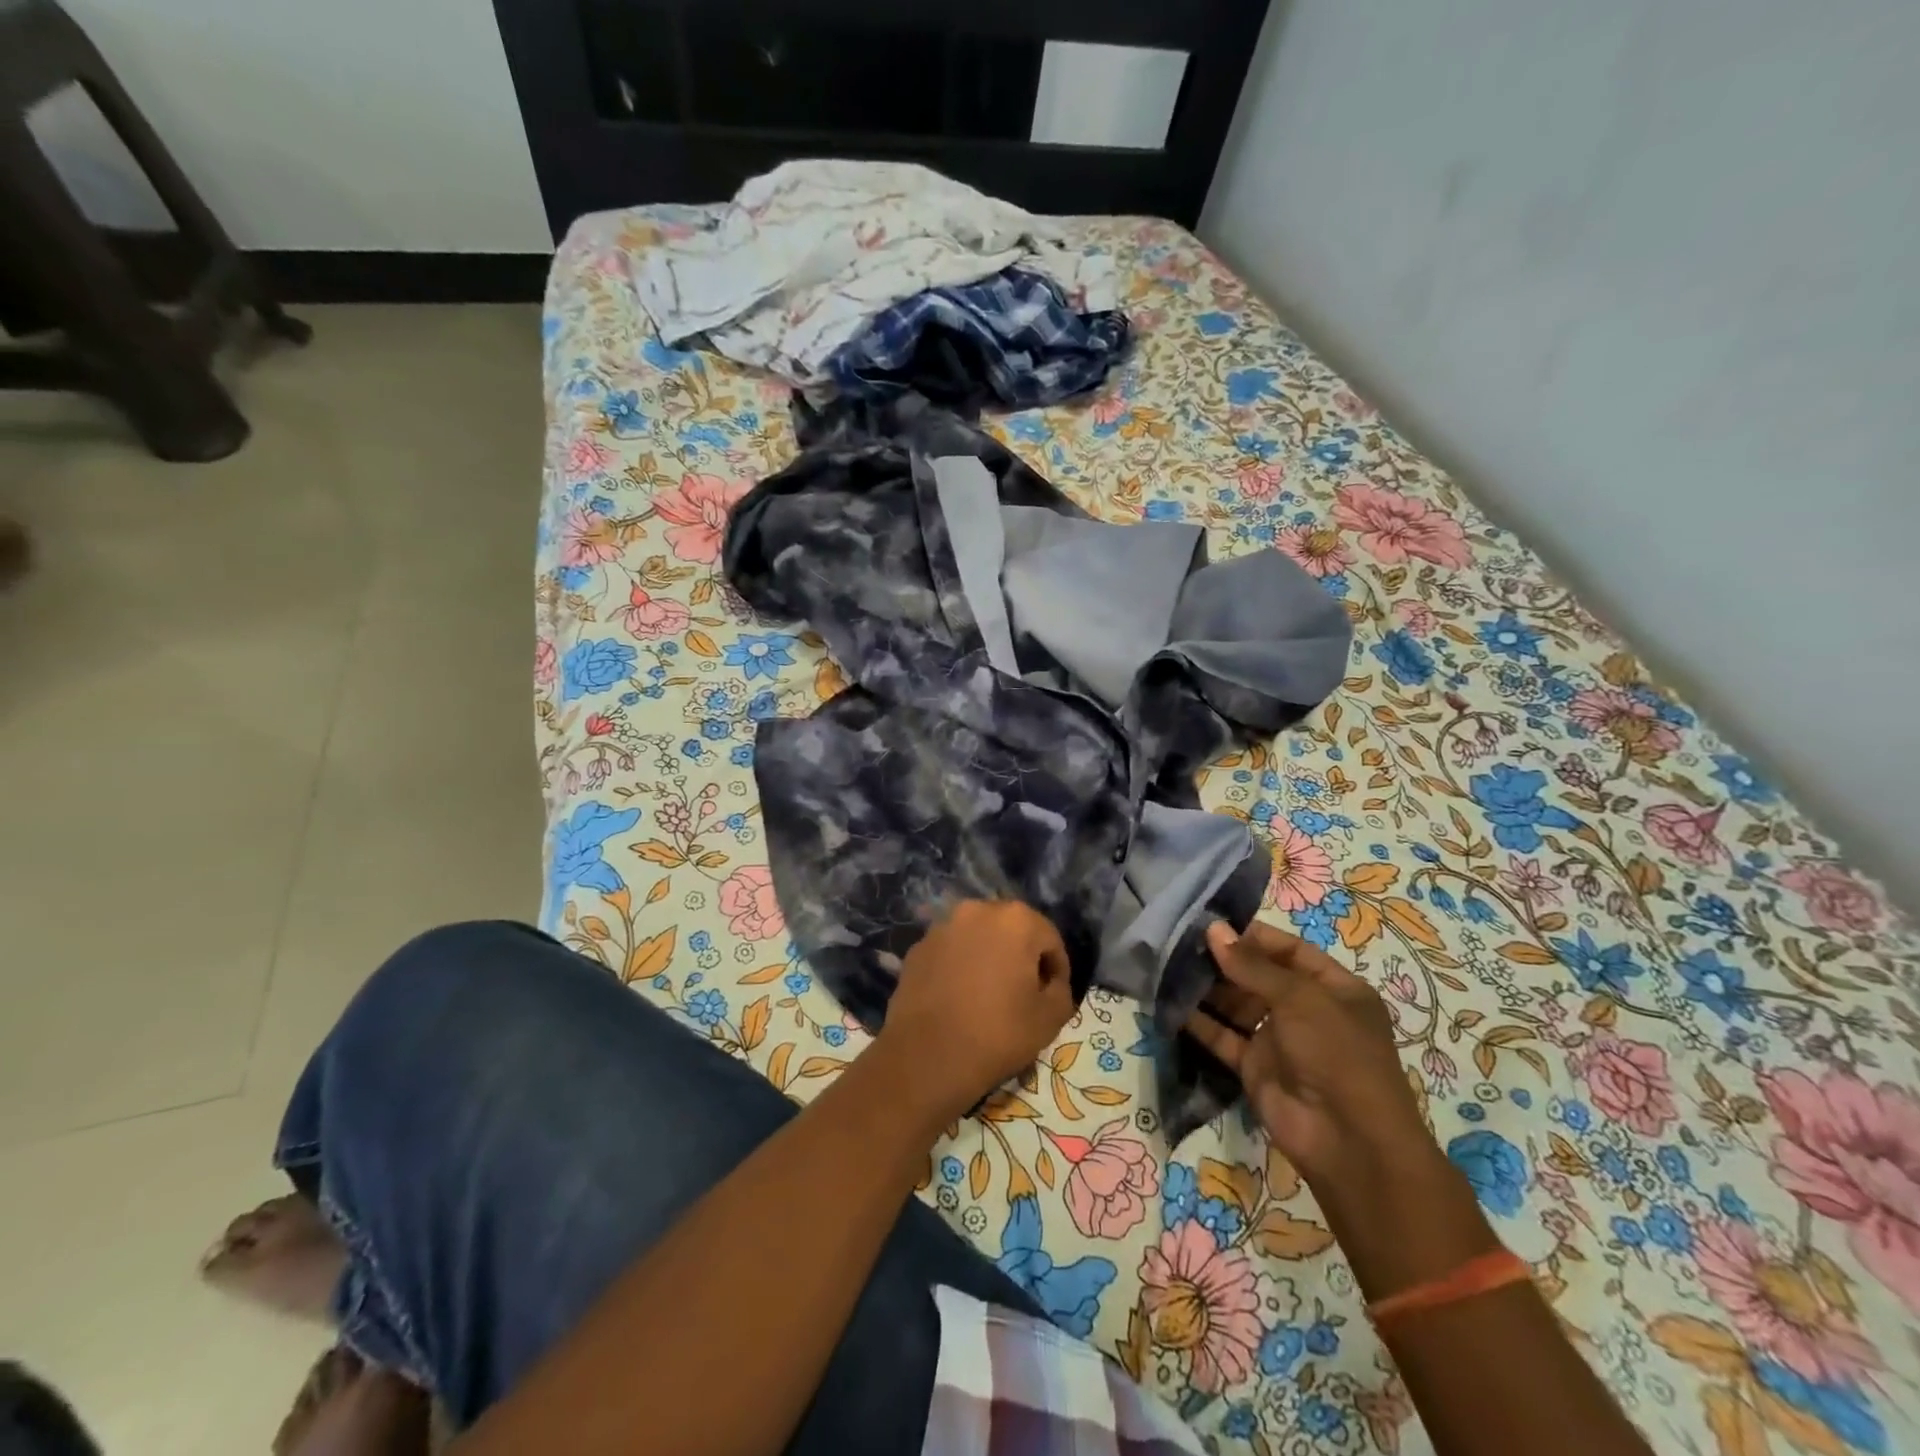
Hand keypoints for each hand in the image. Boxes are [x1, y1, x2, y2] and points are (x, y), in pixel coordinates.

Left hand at [877, 901, 1074, 1125]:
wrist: (927, 1056)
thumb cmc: (998, 1033)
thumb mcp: (1051, 1017)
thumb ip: (1061, 990)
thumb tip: (1049, 982)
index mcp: (1016, 920)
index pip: (1050, 940)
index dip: (1057, 970)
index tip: (1053, 997)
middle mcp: (977, 910)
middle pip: (1012, 931)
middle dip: (1021, 957)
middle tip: (1024, 993)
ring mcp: (942, 927)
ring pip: (978, 938)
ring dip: (989, 958)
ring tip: (989, 995)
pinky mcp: (918, 948)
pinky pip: (951, 952)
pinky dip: (960, 966)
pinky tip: (960, 998)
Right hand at [1185, 920, 1435, 1190]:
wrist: (1348, 1142)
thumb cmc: (1336, 1054)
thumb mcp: (1300, 999)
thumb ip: (1252, 965)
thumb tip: (1213, 929)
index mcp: (1335, 989)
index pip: (1290, 950)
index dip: (1253, 936)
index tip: (1211, 924)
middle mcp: (1307, 1011)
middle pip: (1259, 976)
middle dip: (1223, 961)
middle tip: (1180, 943)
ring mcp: (1280, 1041)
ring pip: (1237, 1005)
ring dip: (1207, 989)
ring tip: (1168, 966)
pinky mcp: (1255, 1067)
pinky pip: (1224, 1037)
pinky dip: (1199, 1022)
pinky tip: (1169, 1003)